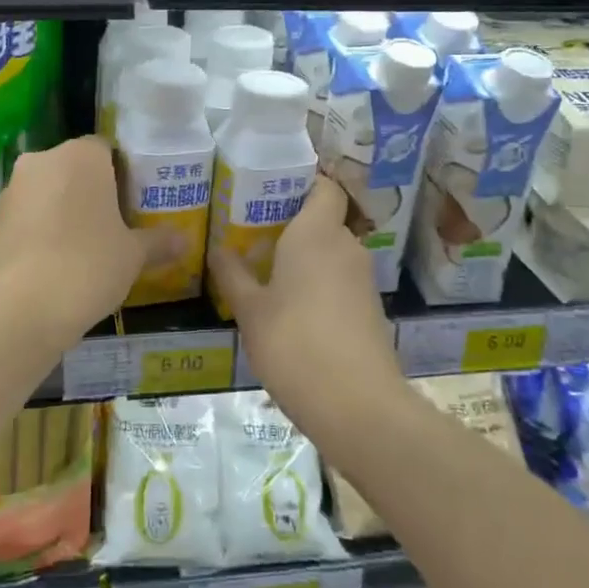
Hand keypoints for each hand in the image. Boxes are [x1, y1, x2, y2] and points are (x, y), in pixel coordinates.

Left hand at [0, 137, 176, 343]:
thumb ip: (158, 242)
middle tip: (114, 225)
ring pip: (47, 192)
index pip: (106, 149)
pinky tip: (55, 264)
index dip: (123, 173)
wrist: (18, 308)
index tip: (134, 202)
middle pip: (74, 168)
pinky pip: (27, 217)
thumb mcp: (133, 256)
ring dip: (64, 211)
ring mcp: (11, 190)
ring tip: (85, 249)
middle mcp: (42, 161)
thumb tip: (184, 241)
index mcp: (81, 156)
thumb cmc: (87, 266)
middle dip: (92, 192)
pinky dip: (41, 232)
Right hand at [210, 177, 401, 434]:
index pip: (324, 186)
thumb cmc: (295, 344)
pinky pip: (339, 280)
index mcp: (316, 233)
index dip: (303, 181)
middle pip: (323, 219)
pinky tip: (291, 308)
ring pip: (331, 252)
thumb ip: (233, 275)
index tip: (270, 189)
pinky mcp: (369, 309)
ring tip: (265, 270)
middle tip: (253, 232)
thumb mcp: (250, 311)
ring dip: (304, 257)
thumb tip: (219, 249)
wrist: (358, 406)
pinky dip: (318, 284)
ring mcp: (362, 279)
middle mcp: (345, 246)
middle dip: (292, 223)